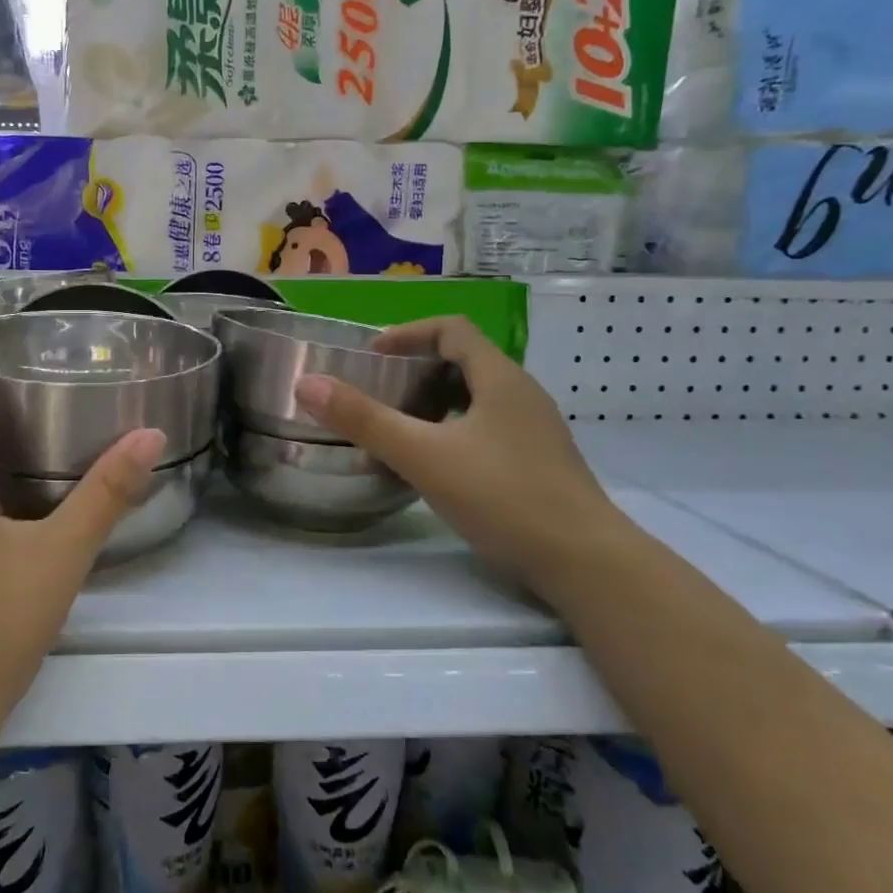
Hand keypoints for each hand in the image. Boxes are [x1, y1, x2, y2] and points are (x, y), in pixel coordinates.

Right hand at [292, 316, 620, 587]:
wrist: (586, 563)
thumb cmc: (504, 497)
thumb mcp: (423, 455)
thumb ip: (364, 419)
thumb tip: (307, 383)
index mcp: (500, 378)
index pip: (452, 329)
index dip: (408, 334)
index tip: (372, 357)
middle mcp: (522, 395)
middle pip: (464, 361)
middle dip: (416, 371)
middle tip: (378, 394)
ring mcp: (535, 431)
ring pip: (476, 398)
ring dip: (434, 403)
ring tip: (399, 429)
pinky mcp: (538, 464)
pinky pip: (488, 428)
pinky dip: (454, 431)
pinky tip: (436, 465)